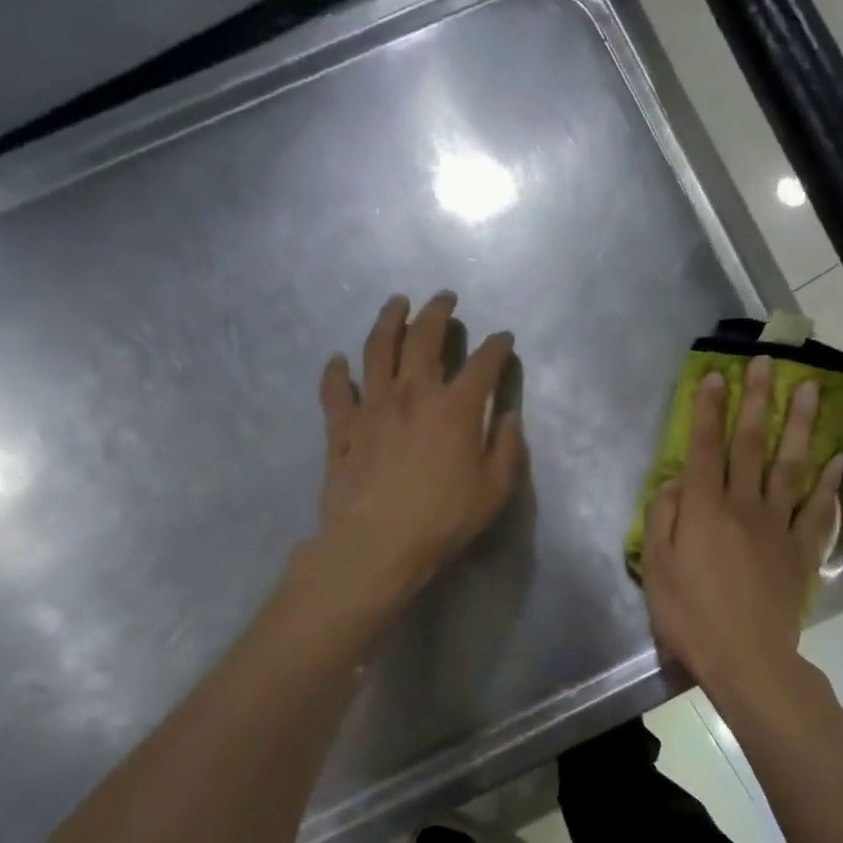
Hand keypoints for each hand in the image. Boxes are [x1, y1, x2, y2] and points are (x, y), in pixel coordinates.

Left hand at [312, 292, 524, 613]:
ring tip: (396, 303)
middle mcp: (412, 394)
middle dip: (437, 312)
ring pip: (376, 349)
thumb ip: (507, 448)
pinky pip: (335, 391)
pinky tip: (338, 361)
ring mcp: (371, 408)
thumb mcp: (495, 490)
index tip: (504, 338)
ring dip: (388, 320)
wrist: (376, 545)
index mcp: (455, 409)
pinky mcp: (341, 428)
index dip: (497, 347)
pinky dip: (335, 373)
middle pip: (423, 339)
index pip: (483, 364)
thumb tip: (508, 417)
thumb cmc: (443, 520)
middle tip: (444, 298)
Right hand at [639, 355, 842, 693]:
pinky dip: (829, 482)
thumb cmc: (690, 616)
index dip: (709, 409)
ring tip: (811, 390)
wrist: (747, 658)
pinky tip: (838, 457)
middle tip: (767, 362)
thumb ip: (663, 519)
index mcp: (704, 509)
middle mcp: (744, 505)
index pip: (705, 447)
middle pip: (751, 444)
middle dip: (757, 400)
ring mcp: (778, 526)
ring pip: (790, 466)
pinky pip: (818, 510)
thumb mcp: (657, 569)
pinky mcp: (801, 550)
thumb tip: (674, 480)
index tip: (716, 375)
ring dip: (800, 425)